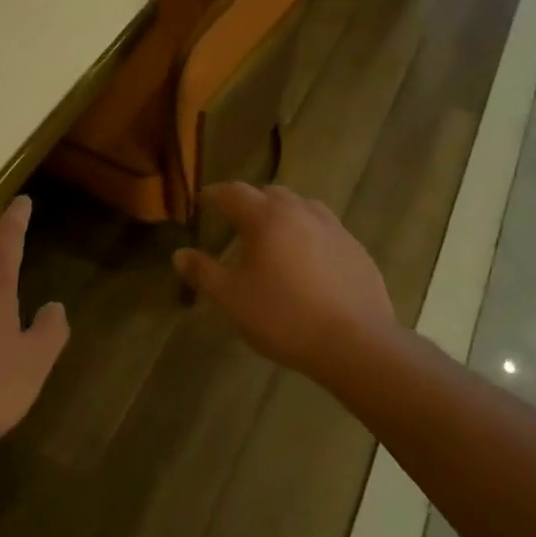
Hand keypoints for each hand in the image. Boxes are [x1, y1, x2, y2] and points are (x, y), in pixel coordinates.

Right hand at [173, 183, 395, 382]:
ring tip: (272, 235)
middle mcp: (301, 211)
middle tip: (235, 219)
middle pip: (270, 193)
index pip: (233, 193)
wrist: (356, 343)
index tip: (202, 200)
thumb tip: (179, 254)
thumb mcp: (232, 299)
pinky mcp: (356, 248)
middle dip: (249, 201)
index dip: (214, 195)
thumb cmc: (284, 317)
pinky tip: (307, 260)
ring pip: (301, 207)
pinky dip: (308, 233)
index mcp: (267, 217)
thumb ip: (203, 272)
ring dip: (282, 213)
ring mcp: (334, 228)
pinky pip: (324, 229)